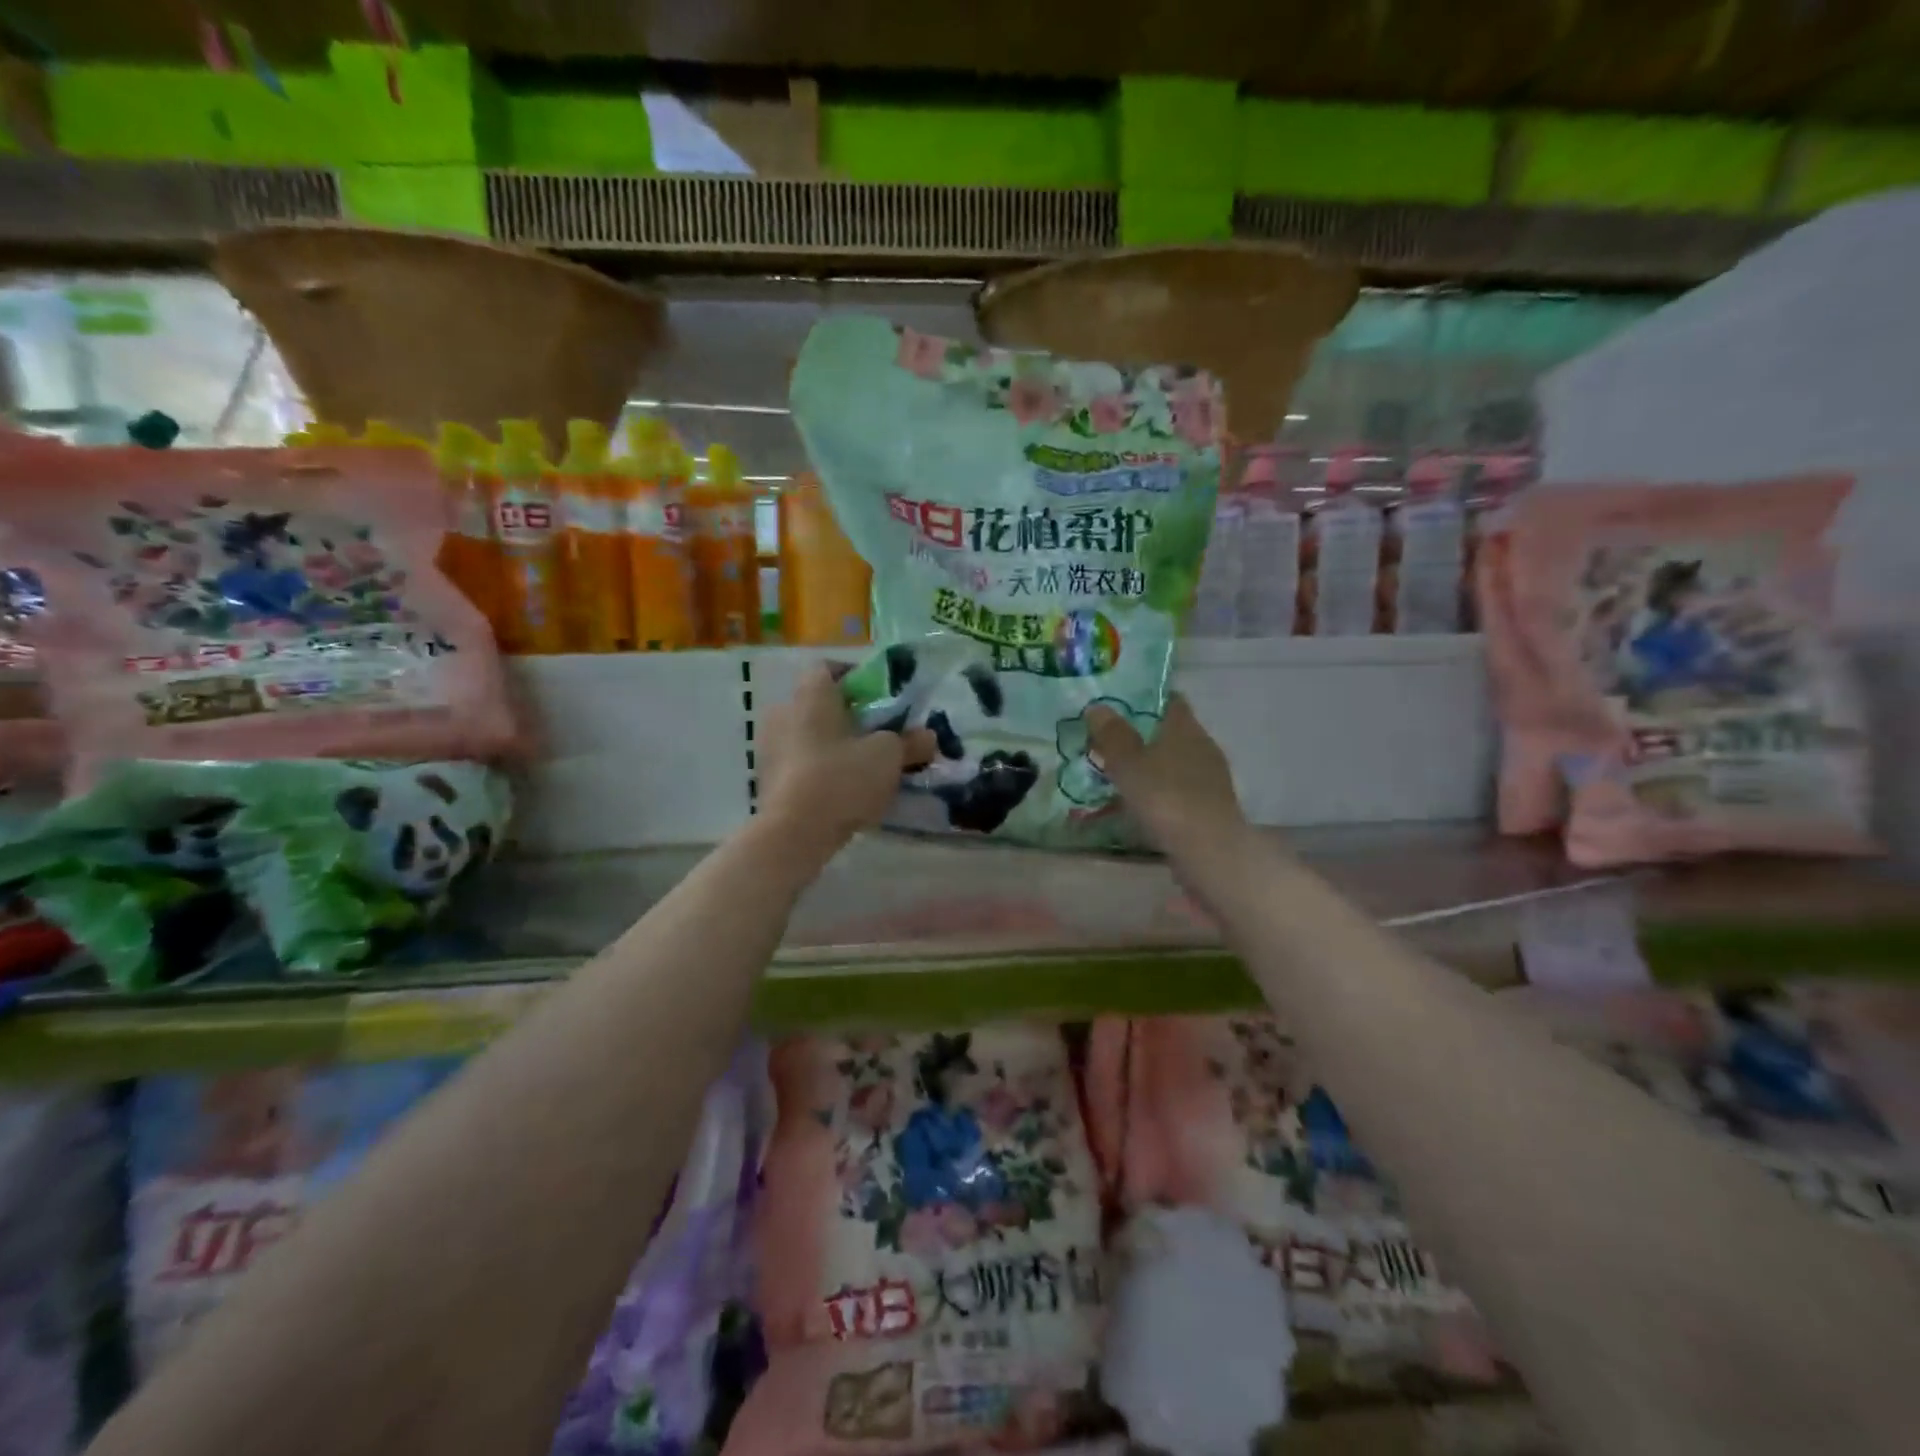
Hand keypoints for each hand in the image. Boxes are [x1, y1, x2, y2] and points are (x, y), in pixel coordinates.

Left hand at [759, 664, 934, 848]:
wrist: (794, 832)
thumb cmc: (842, 778)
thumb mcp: (889, 757)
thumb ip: (911, 742)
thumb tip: (928, 736)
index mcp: (811, 694)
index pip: (830, 668)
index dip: (856, 678)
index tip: (880, 698)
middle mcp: (784, 711)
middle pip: (819, 703)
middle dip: (848, 716)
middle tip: (877, 734)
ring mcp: (770, 746)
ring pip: (808, 734)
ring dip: (832, 744)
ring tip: (862, 766)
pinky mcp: (766, 778)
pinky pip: (798, 762)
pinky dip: (818, 768)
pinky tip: (841, 789)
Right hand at [1086, 695, 1244, 852]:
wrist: (1208, 851)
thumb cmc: (1166, 798)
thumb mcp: (1128, 764)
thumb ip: (1112, 735)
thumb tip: (1097, 707)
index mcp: (1186, 728)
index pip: (1170, 700)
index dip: (1146, 699)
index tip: (1118, 705)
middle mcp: (1203, 747)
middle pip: (1170, 733)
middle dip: (1142, 736)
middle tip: (1108, 744)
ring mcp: (1210, 779)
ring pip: (1174, 763)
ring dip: (1150, 767)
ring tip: (1118, 777)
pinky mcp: (1210, 808)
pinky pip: (1178, 790)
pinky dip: (1159, 793)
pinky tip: (1139, 806)